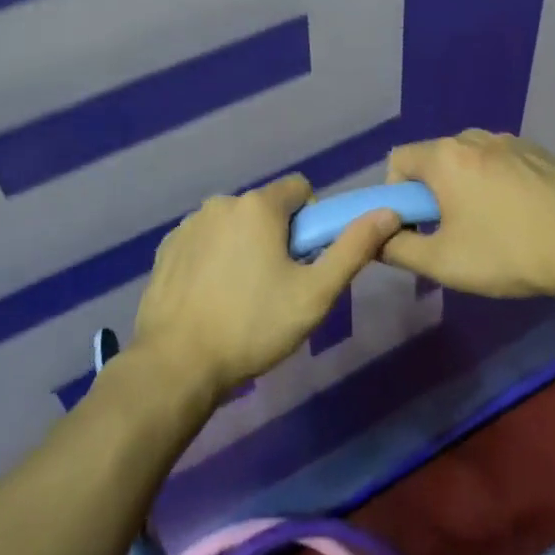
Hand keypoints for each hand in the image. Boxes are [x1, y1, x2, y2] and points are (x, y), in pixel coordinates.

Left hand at [131, 174, 401, 402]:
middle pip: (266, 209)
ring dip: (244, 247)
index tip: (305, 261)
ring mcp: (190, 223)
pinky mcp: (167, 247)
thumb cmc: (252, 326)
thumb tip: (387, 212)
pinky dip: (214, 259)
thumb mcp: (314, 294)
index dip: (311, 222)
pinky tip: (211, 298)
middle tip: (277, 286)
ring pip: (234, 225)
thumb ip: (352, 248)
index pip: (299, 190)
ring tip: (241, 298)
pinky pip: (204, 241)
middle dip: (277, 237)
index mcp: (259, 206)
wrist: (175, 364)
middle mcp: (222, 202)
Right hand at [381, 130, 554, 307]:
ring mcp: (510, 141)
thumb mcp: (443, 262)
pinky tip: (519, 214)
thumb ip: (398, 249)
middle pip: (434, 158)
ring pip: (469, 158)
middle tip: (451, 231)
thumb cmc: (506, 252)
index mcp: (445, 156)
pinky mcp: (539, 152)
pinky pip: (500, 160)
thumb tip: (376, 239)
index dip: (397, 194)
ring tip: (488, 224)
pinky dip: (496, 181)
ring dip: (465, 184)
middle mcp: (473, 137)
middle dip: (432, 191)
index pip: (398, 160)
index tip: (417, 226)